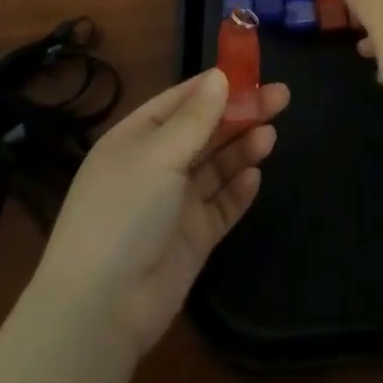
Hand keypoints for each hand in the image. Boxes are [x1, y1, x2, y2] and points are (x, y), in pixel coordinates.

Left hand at [32, 69, 289, 355]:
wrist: (100, 310)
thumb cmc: (123, 213)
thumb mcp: (159, 155)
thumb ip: (196, 118)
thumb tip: (220, 76)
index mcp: (137, 138)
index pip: (181, 100)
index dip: (216, 84)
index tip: (253, 71)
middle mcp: (155, 166)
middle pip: (205, 130)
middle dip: (241, 113)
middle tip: (282, 97)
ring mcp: (174, 204)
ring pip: (216, 166)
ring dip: (242, 148)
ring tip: (270, 137)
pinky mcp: (191, 239)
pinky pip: (221, 206)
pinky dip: (238, 190)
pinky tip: (255, 177)